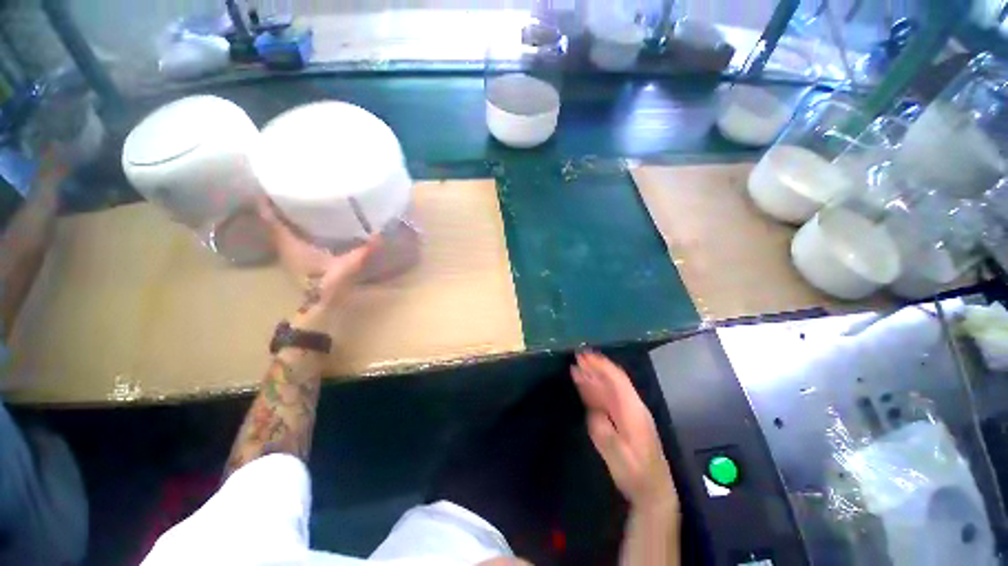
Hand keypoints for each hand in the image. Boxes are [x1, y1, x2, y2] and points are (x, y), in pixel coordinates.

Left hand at [257, 198, 379, 325]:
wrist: (320, 306)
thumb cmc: (327, 285)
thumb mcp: (346, 266)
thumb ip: (362, 251)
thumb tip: (380, 236)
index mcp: (290, 243)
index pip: (270, 216)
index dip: (267, 199)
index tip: (271, 182)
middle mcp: (285, 245)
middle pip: (273, 219)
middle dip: (278, 202)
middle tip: (292, 187)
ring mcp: (289, 253)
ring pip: (281, 228)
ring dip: (286, 214)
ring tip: (300, 199)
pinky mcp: (297, 259)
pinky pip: (290, 236)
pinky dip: (295, 226)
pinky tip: (311, 222)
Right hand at [571, 352, 677, 512]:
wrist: (652, 491)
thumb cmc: (637, 475)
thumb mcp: (620, 458)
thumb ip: (605, 434)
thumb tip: (593, 413)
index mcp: (634, 411)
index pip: (618, 380)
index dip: (602, 366)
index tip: (586, 356)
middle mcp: (631, 406)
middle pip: (612, 380)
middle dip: (595, 367)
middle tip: (577, 356)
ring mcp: (626, 412)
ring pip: (607, 388)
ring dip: (592, 376)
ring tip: (576, 367)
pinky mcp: (621, 419)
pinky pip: (606, 399)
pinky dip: (593, 389)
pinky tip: (583, 385)